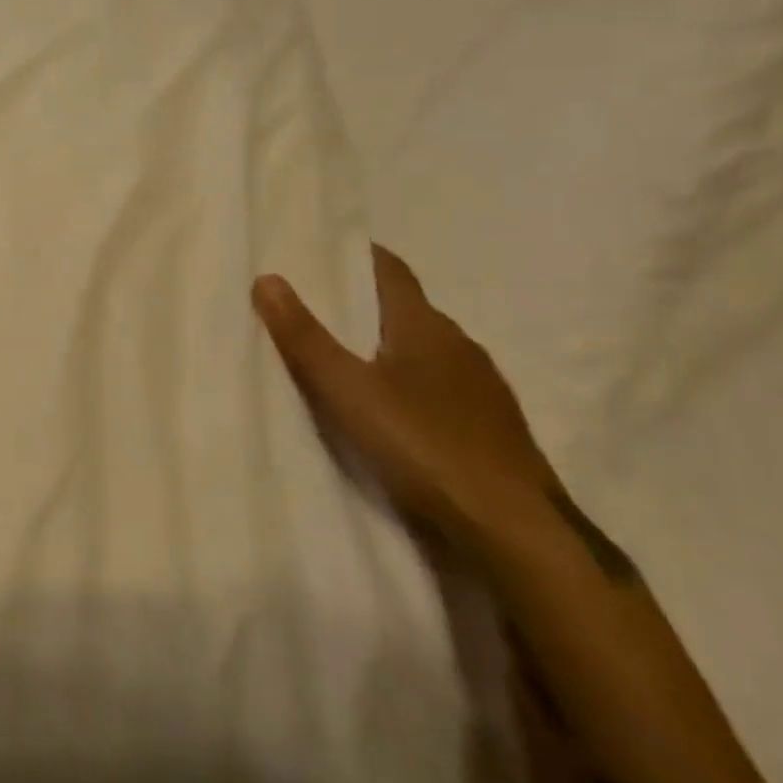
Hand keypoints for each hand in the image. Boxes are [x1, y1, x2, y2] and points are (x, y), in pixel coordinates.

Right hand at [252, 246, 558, 556]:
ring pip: (427, 352)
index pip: (391, 271)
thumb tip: (267, 278)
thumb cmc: (422, 445)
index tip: (325, 250)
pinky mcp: (494, 429)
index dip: (360, 256)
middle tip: (319, 307)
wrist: (514, 532)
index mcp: (425, 326)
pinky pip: (443, 389)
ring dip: (390, 348)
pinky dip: (413, 385)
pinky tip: (394, 411)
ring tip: (349, 359)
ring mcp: (483, 389)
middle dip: (366, 304)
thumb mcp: (346, 390)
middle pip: (407, 310)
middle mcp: (460, 346)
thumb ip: (305, 337)